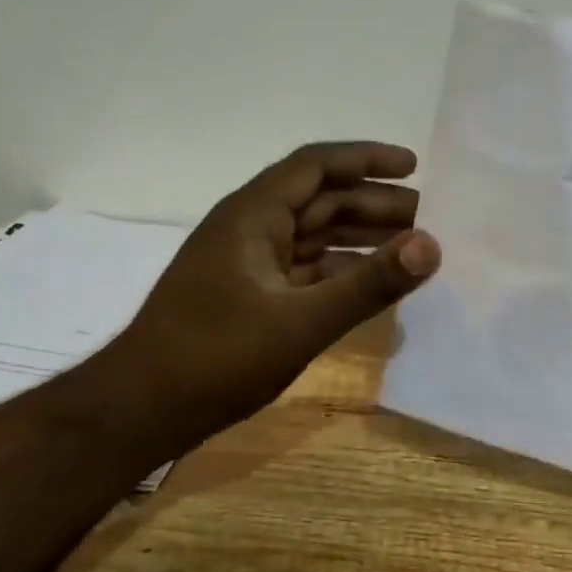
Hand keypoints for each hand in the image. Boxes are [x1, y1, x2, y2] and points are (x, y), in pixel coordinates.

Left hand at [110, 142, 440, 441]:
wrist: (139, 412)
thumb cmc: (216, 357)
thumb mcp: (301, 321)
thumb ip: (369, 284)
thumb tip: (432, 245)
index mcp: (253, 214)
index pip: (317, 165)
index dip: (367, 159)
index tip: (415, 167)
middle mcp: (250, 228)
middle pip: (321, 200)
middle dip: (374, 204)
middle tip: (429, 218)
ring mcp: (248, 264)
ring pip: (315, 236)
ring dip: (361, 238)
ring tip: (412, 248)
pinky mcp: (250, 296)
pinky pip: (306, 270)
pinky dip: (342, 272)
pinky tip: (374, 285)